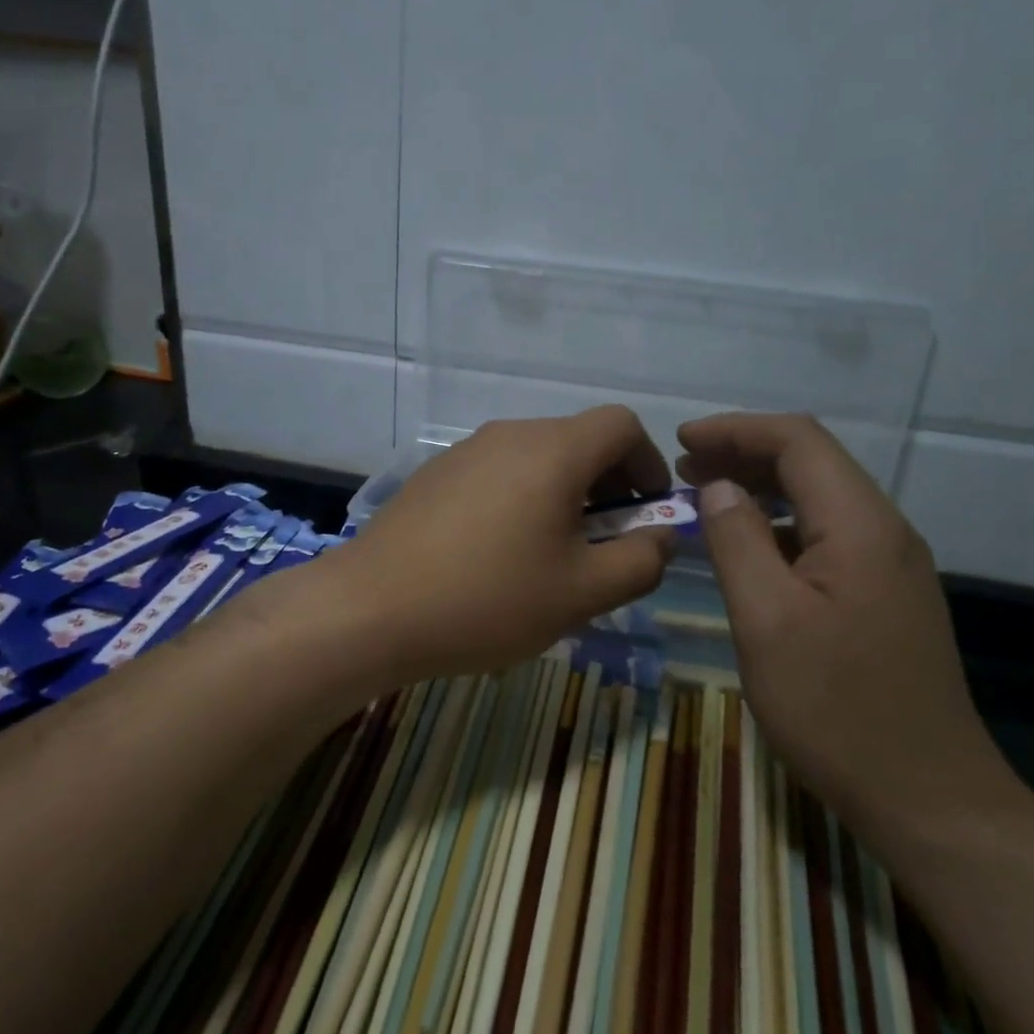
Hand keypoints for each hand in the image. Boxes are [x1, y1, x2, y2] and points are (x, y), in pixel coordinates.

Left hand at [332, 406, 676, 683]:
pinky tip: (500, 554)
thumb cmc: (488, 599)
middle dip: (608, 485)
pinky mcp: (434, 475)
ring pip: (536, 458)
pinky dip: (522, 499)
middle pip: (578, 440)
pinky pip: (498, 474)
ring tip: (554, 554)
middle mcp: (509, 434)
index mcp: (553, 451)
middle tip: (606, 542)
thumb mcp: (582, 593)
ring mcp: (465, 451)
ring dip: (564, 495)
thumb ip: (640, 561)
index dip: (649, 463)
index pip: (622, 425)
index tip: (648, 511)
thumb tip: (662, 536)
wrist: (371, 608)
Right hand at [677, 412, 1018, 848]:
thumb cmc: (835, 709)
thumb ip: (738, 541)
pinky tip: (750, 549)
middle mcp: (884, 531)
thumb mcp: (766, 621)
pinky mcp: (886, 596)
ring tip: (706, 499)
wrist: (926, 796)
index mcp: (860, 525)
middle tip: (684, 469)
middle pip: (812, 463)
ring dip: (761, 489)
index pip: (797, 441)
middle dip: (745, 453)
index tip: (681, 439)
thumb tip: (718, 487)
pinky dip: (781, 526)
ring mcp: (891, 566)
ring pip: (820, 500)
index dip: (736, 429)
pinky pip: (828, 536)